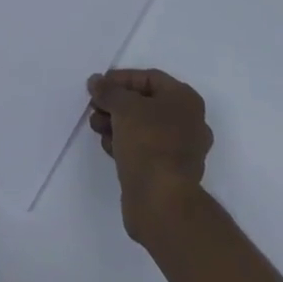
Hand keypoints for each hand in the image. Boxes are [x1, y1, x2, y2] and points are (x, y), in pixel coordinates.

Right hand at [87, 68, 213, 242]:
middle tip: (94, 107)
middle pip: (146, 103)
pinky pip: (145, 150)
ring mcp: (181, 151)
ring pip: (144, 128)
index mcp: (185, 100)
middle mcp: (188, 122)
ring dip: (117, 124)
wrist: (162, 203)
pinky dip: (125, 144)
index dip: (121, 79)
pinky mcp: (169, 173)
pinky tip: (107, 146)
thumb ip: (108, 91)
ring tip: (95, 126)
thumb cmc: (149, 143)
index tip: (98, 85)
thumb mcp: (124, 107)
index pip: (149, 78)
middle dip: (117, 103)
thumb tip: (96, 81)